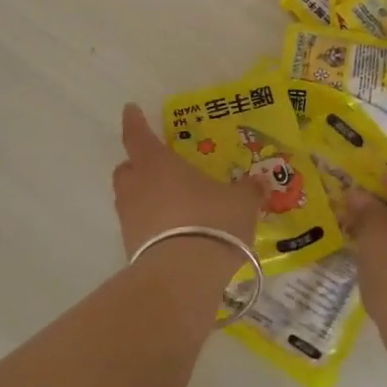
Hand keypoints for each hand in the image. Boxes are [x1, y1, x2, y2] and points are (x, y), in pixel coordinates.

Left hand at [112, 103, 261, 261]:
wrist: (182, 277)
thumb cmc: (211, 222)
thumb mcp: (241, 203)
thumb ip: (248, 190)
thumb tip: (259, 182)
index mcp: (158, 163)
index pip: (138, 135)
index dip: (134, 121)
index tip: (130, 110)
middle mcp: (137, 187)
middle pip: (127, 168)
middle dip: (138, 164)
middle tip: (157, 166)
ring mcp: (129, 219)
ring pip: (130, 198)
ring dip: (144, 196)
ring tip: (171, 203)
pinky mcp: (130, 249)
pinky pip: (138, 227)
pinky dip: (150, 225)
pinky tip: (173, 233)